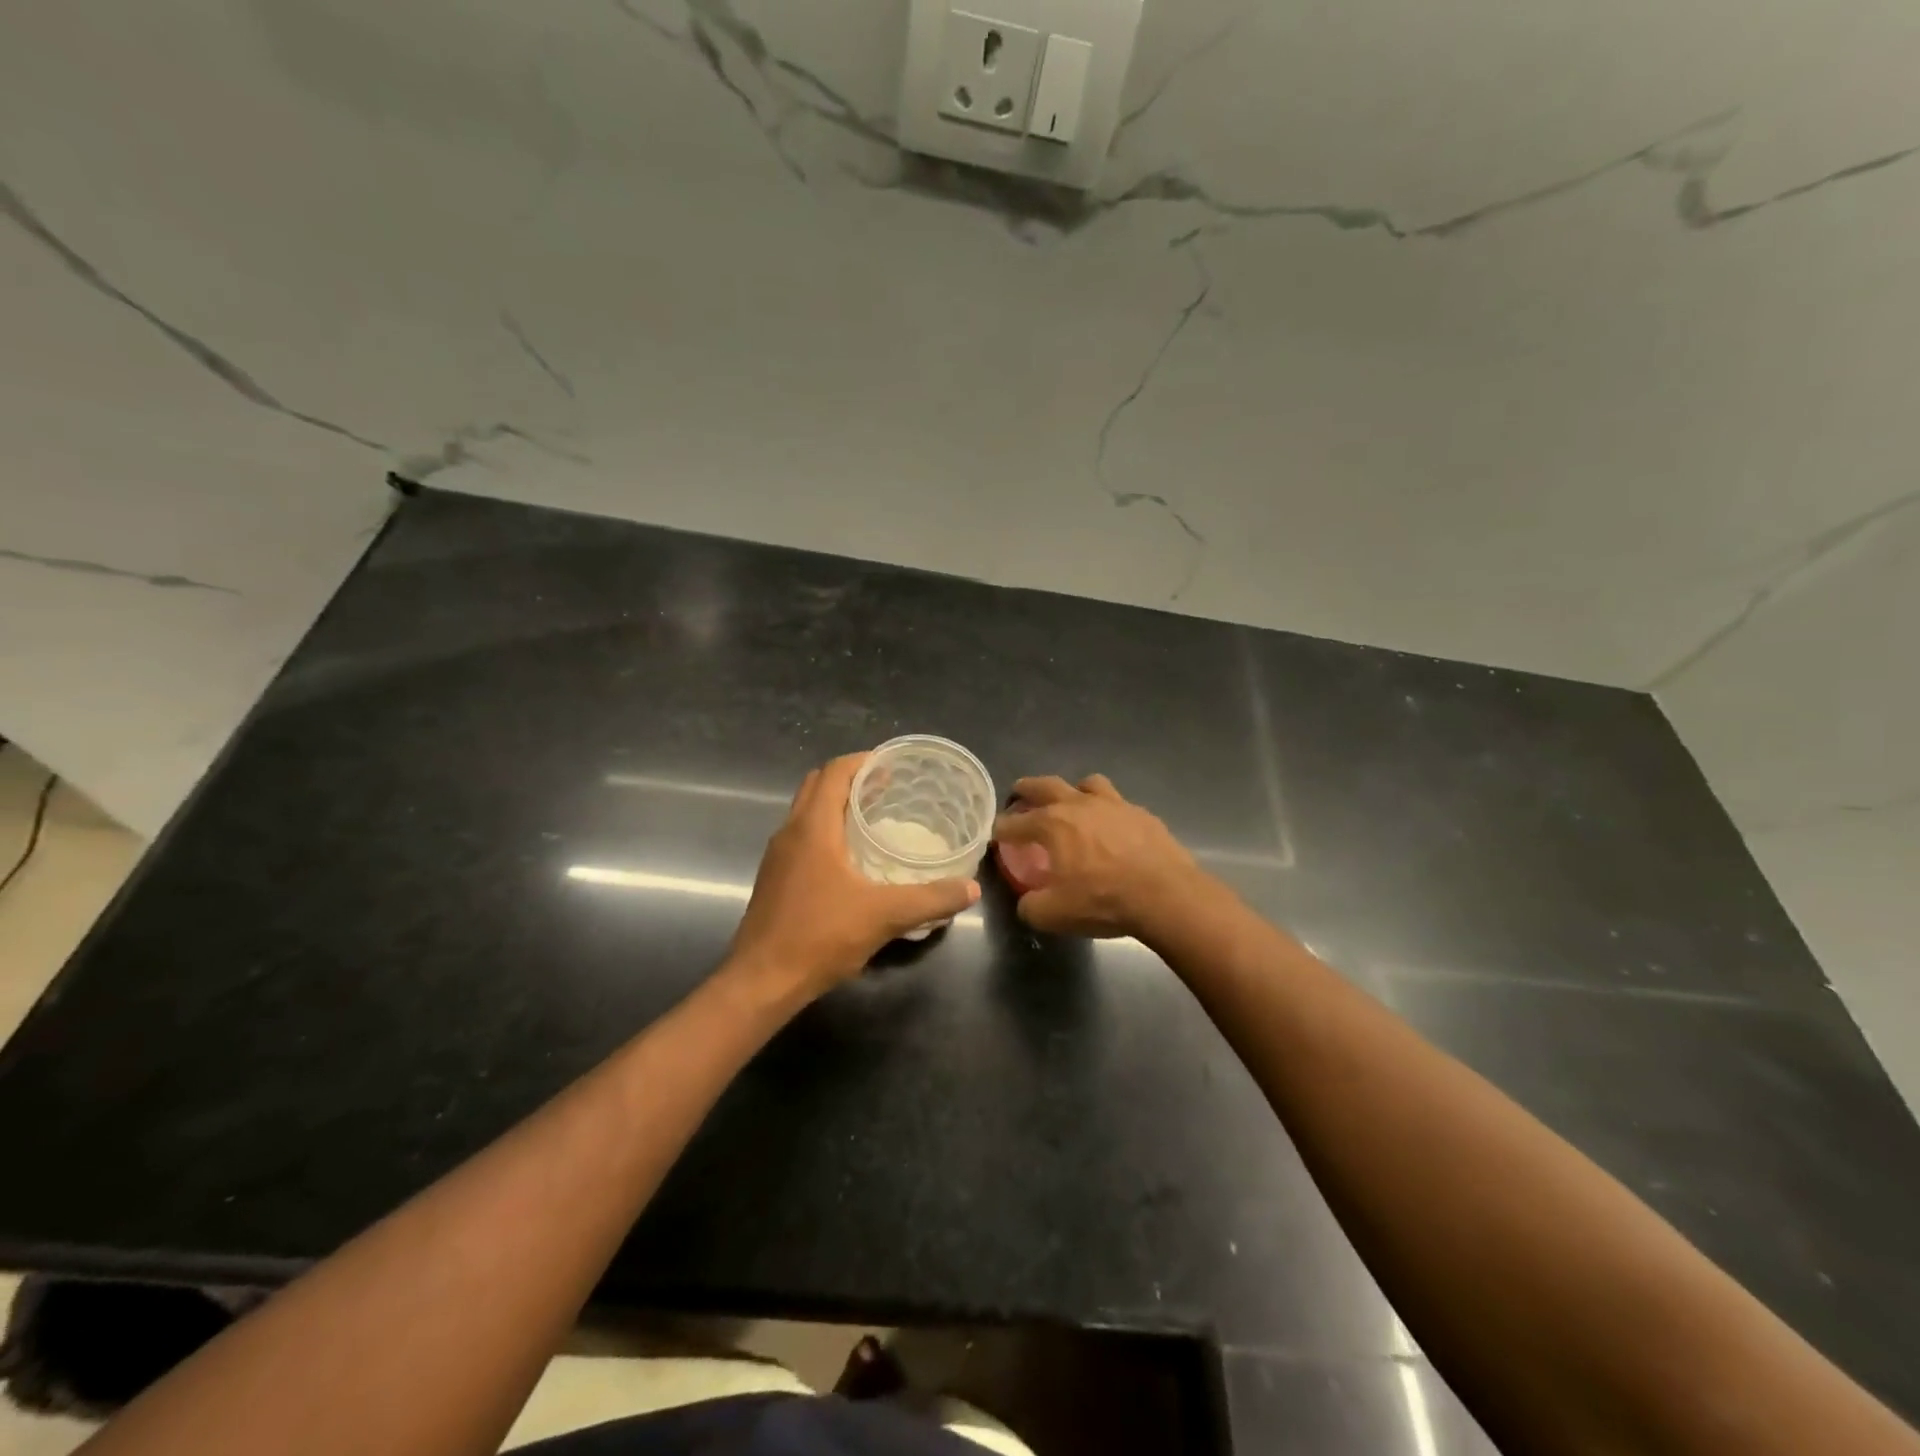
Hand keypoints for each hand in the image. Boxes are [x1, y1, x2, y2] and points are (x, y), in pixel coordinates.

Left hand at [728, 754, 980, 1001]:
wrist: (761, 981)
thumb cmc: (819, 936)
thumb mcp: (884, 916)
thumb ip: (930, 899)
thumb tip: (970, 889)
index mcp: (813, 827)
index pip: (834, 772)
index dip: (863, 761)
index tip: (893, 765)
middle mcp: (790, 832)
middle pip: (817, 785)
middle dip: (851, 778)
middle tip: (887, 788)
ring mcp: (778, 856)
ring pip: (806, 811)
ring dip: (836, 804)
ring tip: (874, 816)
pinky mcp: (775, 878)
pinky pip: (802, 836)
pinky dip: (826, 829)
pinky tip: (851, 858)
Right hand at [993, 774, 1207, 939]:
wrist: (1165, 895)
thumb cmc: (1103, 900)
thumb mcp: (1054, 915)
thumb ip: (1031, 906)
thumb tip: (1027, 902)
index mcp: (1052, 824)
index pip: (1015, 822)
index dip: (1001, 829)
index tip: (996, 836)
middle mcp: (1079, 804)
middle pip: (1045, 785)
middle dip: (1027, 789)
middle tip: (1019, 794)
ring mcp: (1113, 804)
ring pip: (1087, 783)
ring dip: (1074, 791)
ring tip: (1073, 804)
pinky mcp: (1141, 814)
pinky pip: (1118, 804)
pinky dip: (1108, 812)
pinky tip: (1112, 829)